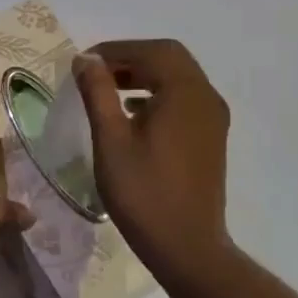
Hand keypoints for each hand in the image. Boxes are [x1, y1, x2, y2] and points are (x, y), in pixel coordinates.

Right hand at [75, 40, 232, 270]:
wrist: (187, 247)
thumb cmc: (144, 193)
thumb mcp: (111, 140)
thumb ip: (98, 93)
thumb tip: (86, 59)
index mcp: (185, 92)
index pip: (152, 50)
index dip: (115, 49)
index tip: (84, 63)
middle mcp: (206, 97)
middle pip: (169, 58)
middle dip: (131, 58)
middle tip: (97, 72)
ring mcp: (213, 118)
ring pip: (179, 78)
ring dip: (144, 74)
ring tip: (108, 89)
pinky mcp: (211, 137)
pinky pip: (185, 99)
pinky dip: (158, 93)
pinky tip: (132, 112)